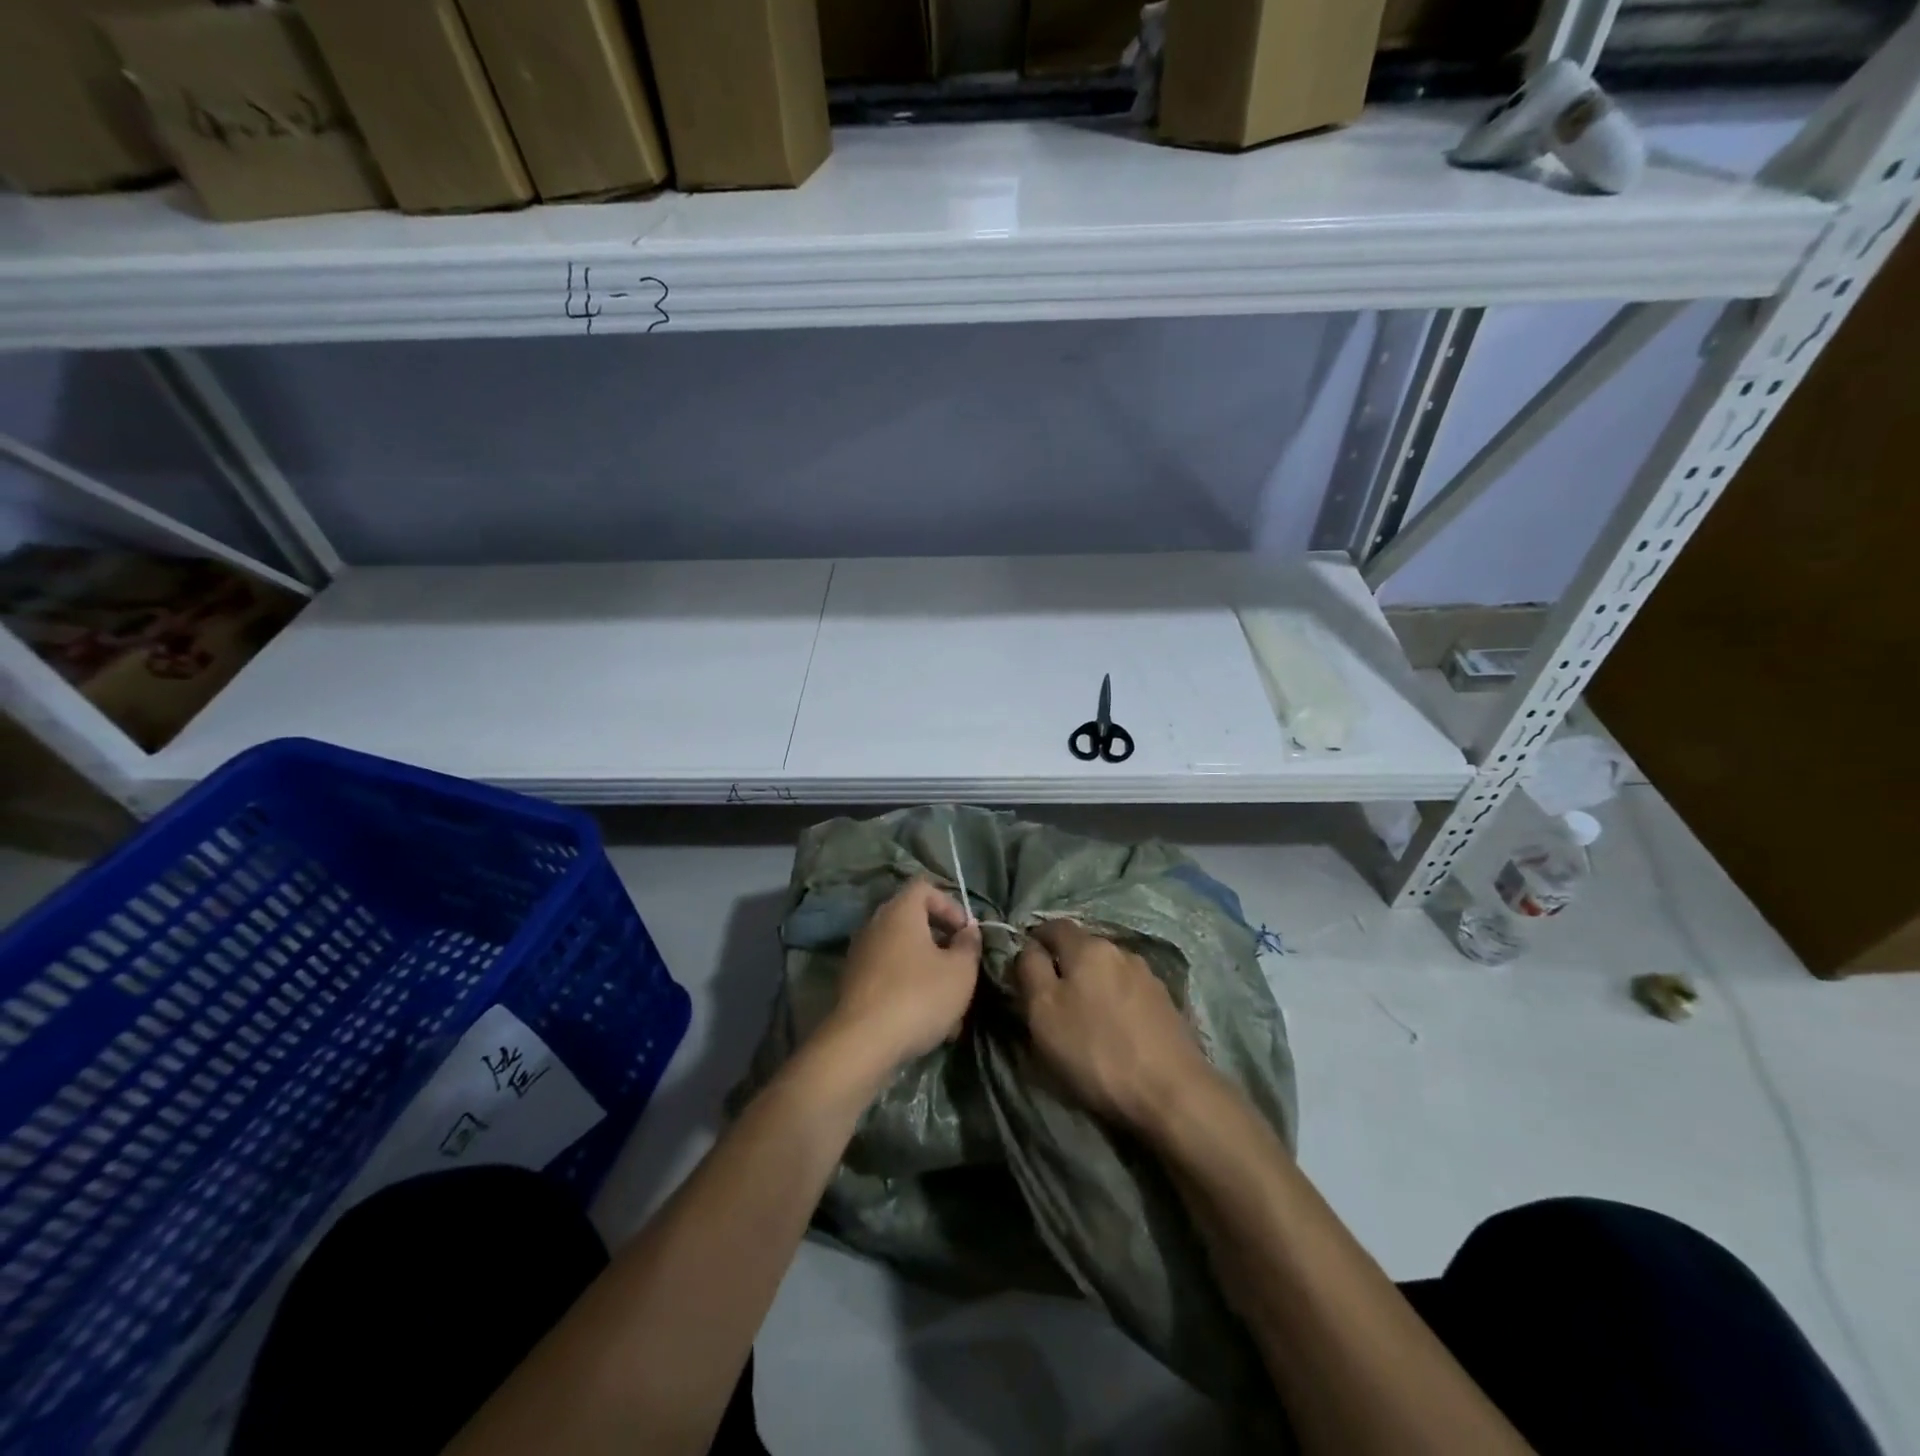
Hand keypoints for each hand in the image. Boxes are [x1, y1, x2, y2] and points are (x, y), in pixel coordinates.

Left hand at [823, 879, 981, 1074]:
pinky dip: (909, 990)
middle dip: (941, 942)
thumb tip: (967, 931)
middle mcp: (875, 925)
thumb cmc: (918, 996)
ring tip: (950, 1005)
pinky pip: (889, 977)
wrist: (862, 1043)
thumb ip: (969, 945)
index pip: (924, 887)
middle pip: (913, 921)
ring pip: (903, 954)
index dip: (950, 904)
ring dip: (928, 972)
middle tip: (961, 966)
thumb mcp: (960, 971)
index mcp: (900, 912)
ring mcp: (860, 955)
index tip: (966, 933)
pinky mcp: (853, 985)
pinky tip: (928, 1023)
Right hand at [1014, 920, 1216, 1130]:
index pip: (1053, 926)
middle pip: (1083, 948)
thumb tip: (1028, 948)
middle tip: (1052, 1001)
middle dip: (1065, 967)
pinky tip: (1116, 1030)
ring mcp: (1148, 976)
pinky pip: (1130, 993)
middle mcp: (1120, 950)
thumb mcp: (1043, 1012)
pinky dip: (1116, 1003)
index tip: (1024, 969)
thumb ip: (1030, 971)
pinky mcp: (1167, 1004)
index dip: (1034, 941)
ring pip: (1108, 971)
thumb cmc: (1096, 1051)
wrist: (1172, 1093)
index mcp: (1088, 947)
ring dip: (1094, 986)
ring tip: (1086, 1019)